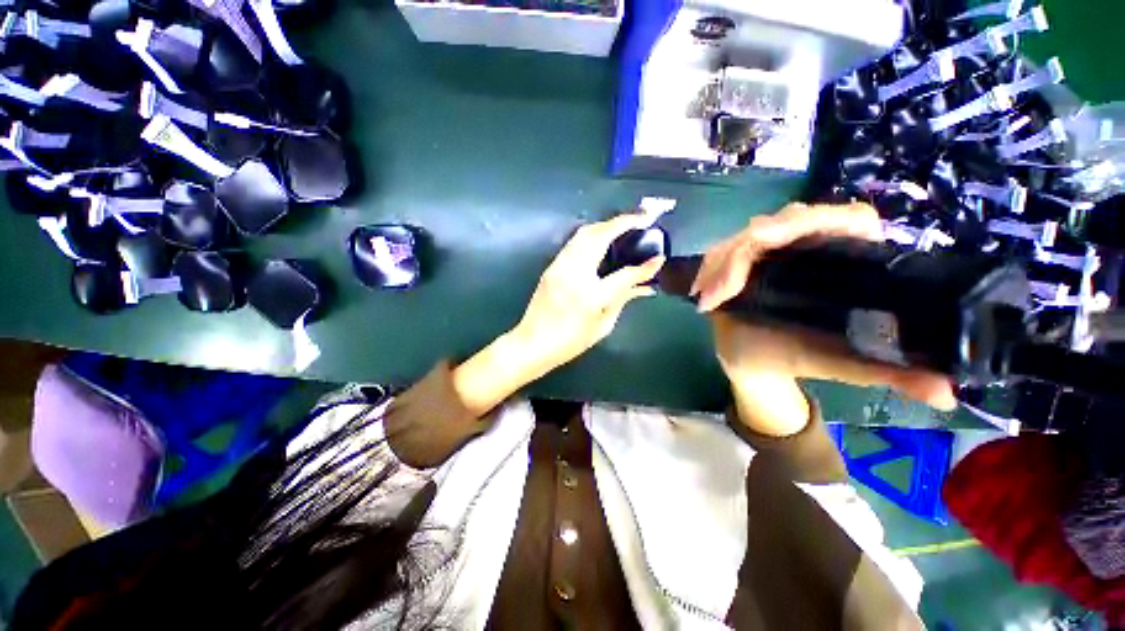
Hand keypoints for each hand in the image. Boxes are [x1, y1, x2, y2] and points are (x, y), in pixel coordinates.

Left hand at [452, 214, 662, 417]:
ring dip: (606, 224)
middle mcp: (574, 274)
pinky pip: (574, 242)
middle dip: (623, 222)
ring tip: (625, 224)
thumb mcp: (602, 326)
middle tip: (643, 218)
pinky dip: (592, 234)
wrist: (532, 343)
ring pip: (584, 233)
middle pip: (600, 236)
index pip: (624, 275)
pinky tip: (603, 238)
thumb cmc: (569, 342)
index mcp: (591, 296)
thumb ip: (622, 301)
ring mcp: (560, 266)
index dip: (645, 267)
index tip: (659, 258)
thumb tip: (644, 287)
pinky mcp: (552, 266)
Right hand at [694, 203, 955, 433]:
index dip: (829, 222)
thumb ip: (890, 374)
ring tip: (712, 296)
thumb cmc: (798, 358)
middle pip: (786, 220)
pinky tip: (703, 292)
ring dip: (724, 261)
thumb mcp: (844, 365)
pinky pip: (722, 250)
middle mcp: (807, 247)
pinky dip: (710, 268)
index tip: (793, 250)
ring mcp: (768, 250)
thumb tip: (948, 395)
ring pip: (748, 234)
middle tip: (727, 288)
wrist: (751, 360)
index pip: (850, 220)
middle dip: (751, 247)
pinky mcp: (737, 260)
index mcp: (844, 261)